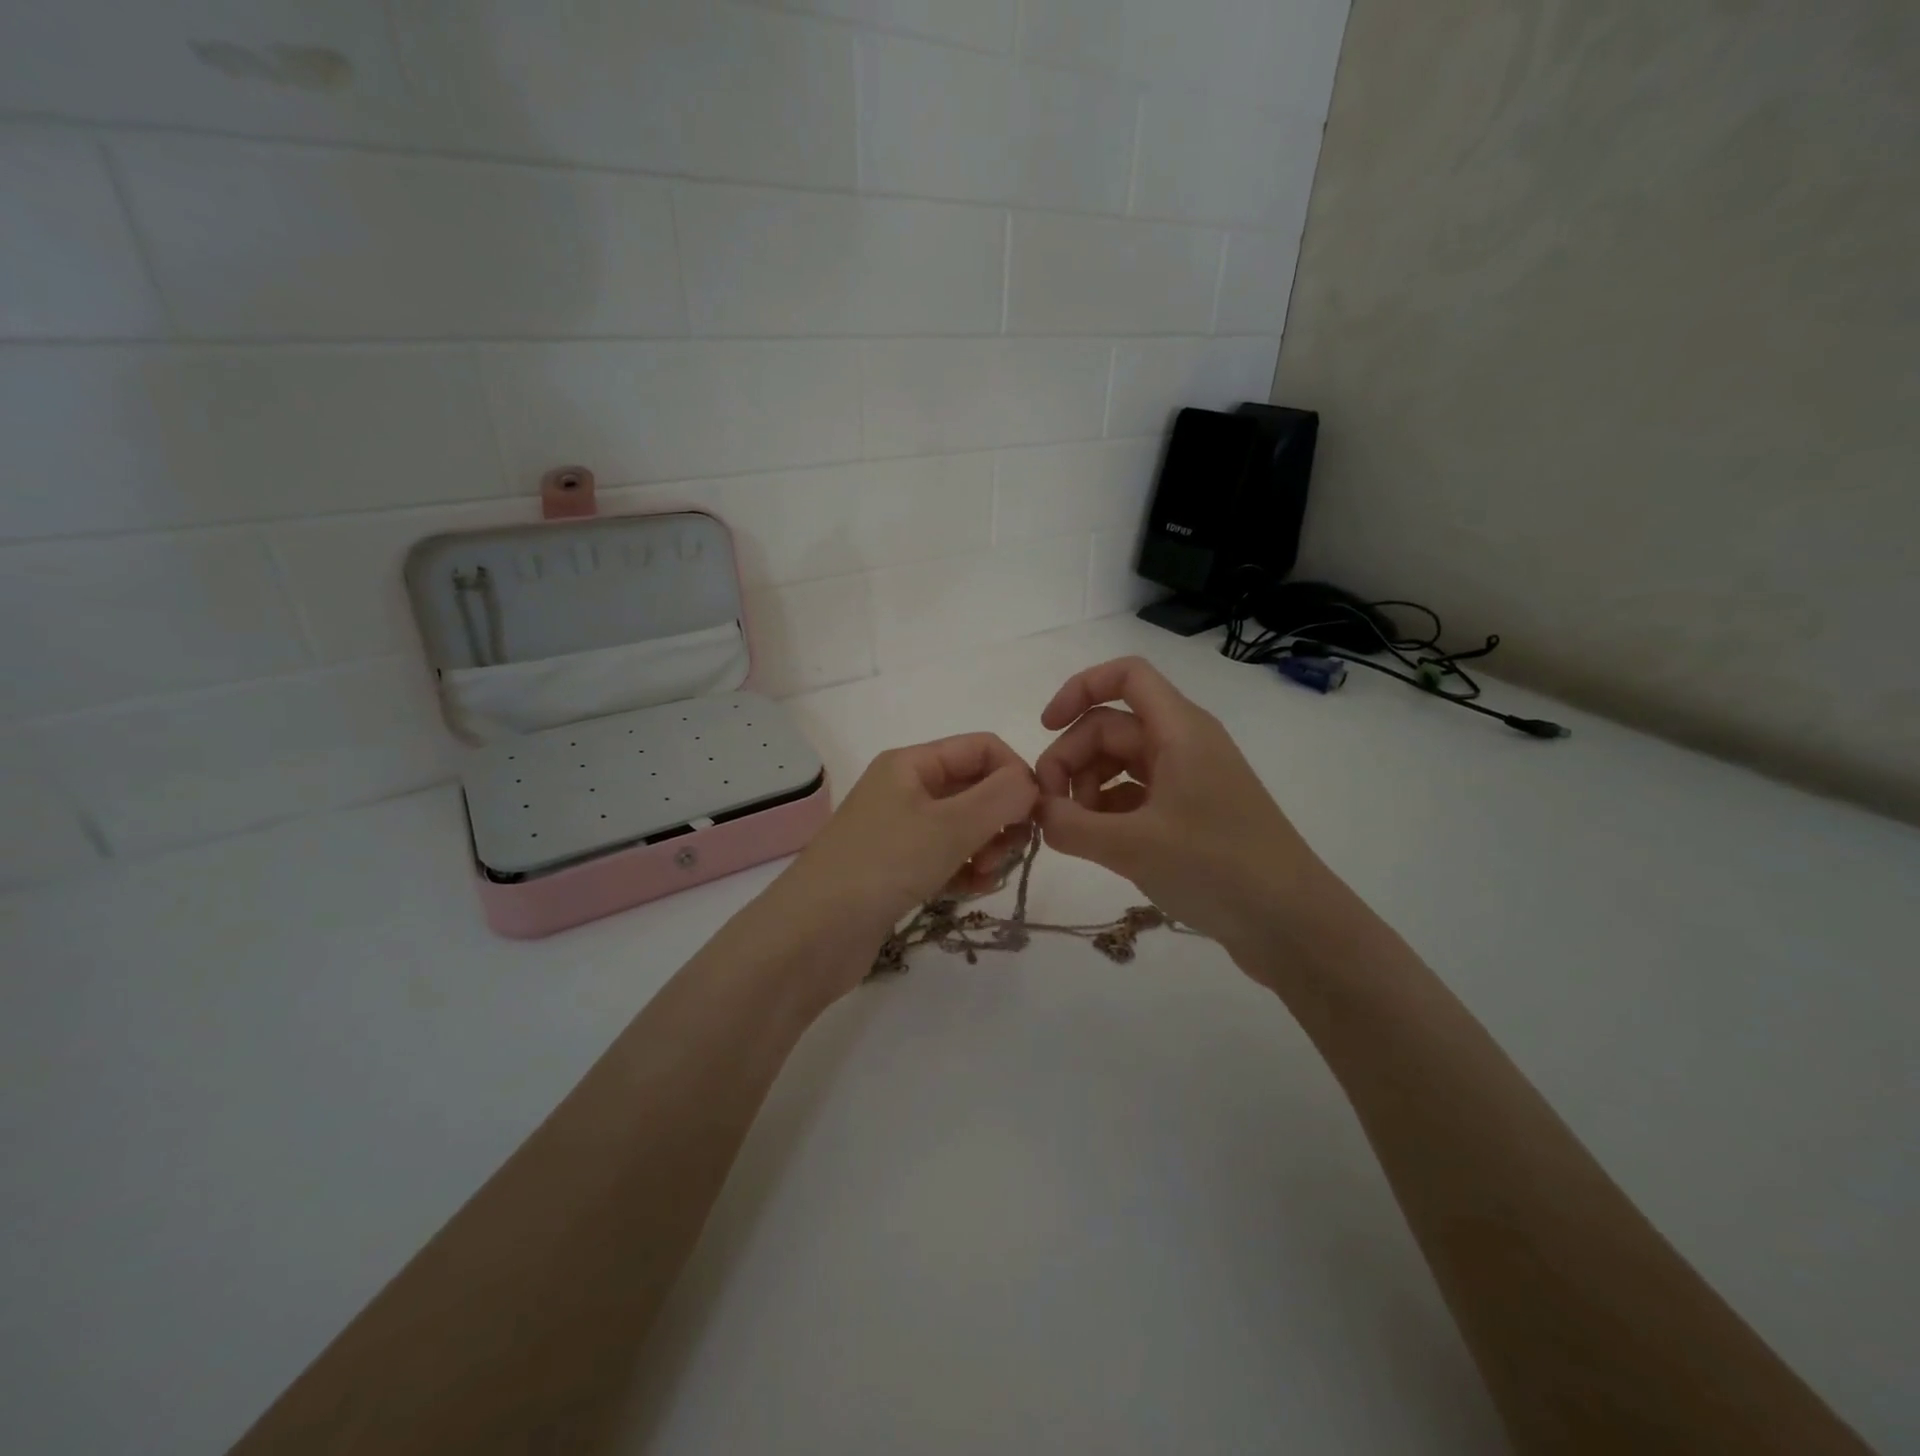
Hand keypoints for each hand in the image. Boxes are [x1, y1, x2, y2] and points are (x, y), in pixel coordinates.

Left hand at [753, 734, 1037, 997]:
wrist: (810, 936)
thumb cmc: (882, 866)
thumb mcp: (949, 826)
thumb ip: (1001, 797)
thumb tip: (1032, 782)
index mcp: (911, 764)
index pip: (982, 748)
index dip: (1015, 774)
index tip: (1035, 817)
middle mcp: (906, 790)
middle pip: (976, 788)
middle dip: (1002, 818)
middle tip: (1006, 853)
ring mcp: (901, 831)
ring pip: (965, 827)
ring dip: (987, 848)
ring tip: (984, 876)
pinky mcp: (898, 870)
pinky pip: (948, 858)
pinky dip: (966, 870)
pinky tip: (970, 891)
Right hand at [1034, 657, 1328, 962]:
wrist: (1292, 924)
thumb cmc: (1216, 868)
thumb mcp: (1132, 846)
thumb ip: (1070, 825)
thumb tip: (1037, 812)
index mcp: (1179, 730)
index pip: (1126, 676)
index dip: (1079, 689)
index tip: (1045, 727)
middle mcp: (1184, 745)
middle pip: (1111, 726)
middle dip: (1072, 758)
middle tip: (1050, 808)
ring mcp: (1189, 781)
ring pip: (1120, 763)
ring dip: (1086, 788)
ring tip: (1072, 831)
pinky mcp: (1190, 815)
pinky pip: (1135, 796)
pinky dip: (1107, 811)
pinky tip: (1094, 843)